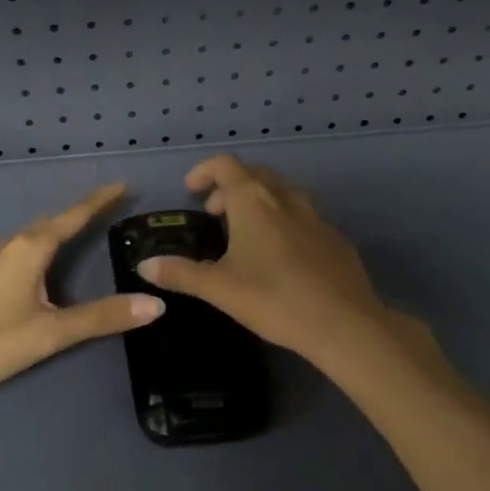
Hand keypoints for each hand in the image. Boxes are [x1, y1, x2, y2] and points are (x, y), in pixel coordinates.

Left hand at [0, 183, 162, 415]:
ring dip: (54, 232)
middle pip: (49, 223)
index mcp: (28, 249)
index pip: (71, 217)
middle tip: (105, 209)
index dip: (98, 201)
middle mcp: (7, 247)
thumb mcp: (53, 332)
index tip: (121, 186)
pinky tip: (34, 268)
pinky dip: (35, 250)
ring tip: (76, 233)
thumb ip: (103, 317)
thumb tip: (155, 304)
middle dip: (77, 214)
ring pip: (28, 238)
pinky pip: (14, 253)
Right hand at [132, 155, 397, 370]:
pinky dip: (284, 223)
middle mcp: (285, 199)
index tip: (191, 191)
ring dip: (259, 203)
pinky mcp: (335, 238)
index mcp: (254, 202)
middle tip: (215, 215)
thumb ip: (180, 273)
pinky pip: (303, 217)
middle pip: (255, 175)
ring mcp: (315, 217)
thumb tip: (145, 265)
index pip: (225, 166)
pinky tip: (282, 257)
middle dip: (230, 188)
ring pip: (282, 194)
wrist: (344, 324)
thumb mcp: (219, 288)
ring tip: (246, 234)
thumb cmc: (274, 299)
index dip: (204, 171)